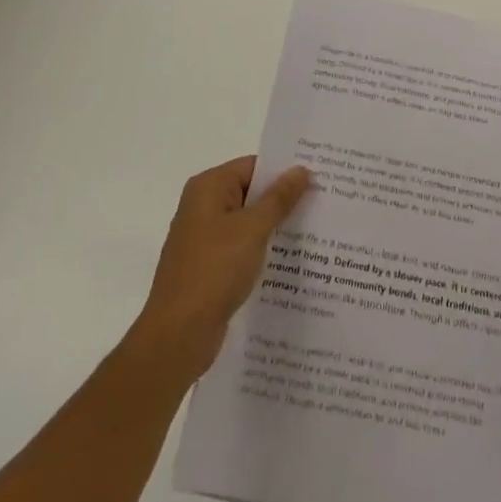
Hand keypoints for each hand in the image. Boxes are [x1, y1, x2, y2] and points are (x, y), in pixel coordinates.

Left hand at [130, 156, 310, 383]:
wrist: (177, 336)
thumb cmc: (214, 271)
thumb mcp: (253, 229)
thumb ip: (279, 198)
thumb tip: (301, 169)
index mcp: (208, 188)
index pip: (253, 166)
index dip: (284, 171)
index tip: (317, 177)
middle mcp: (202, 206)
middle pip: (250, 192)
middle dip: (283, 199)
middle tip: (322, 201)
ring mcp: (204, 238)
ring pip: (248, 221)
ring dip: (274, 226)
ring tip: (314, 229)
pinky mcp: (208, 266)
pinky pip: (241, 246)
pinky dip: (262, 248)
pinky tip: (289, 259)